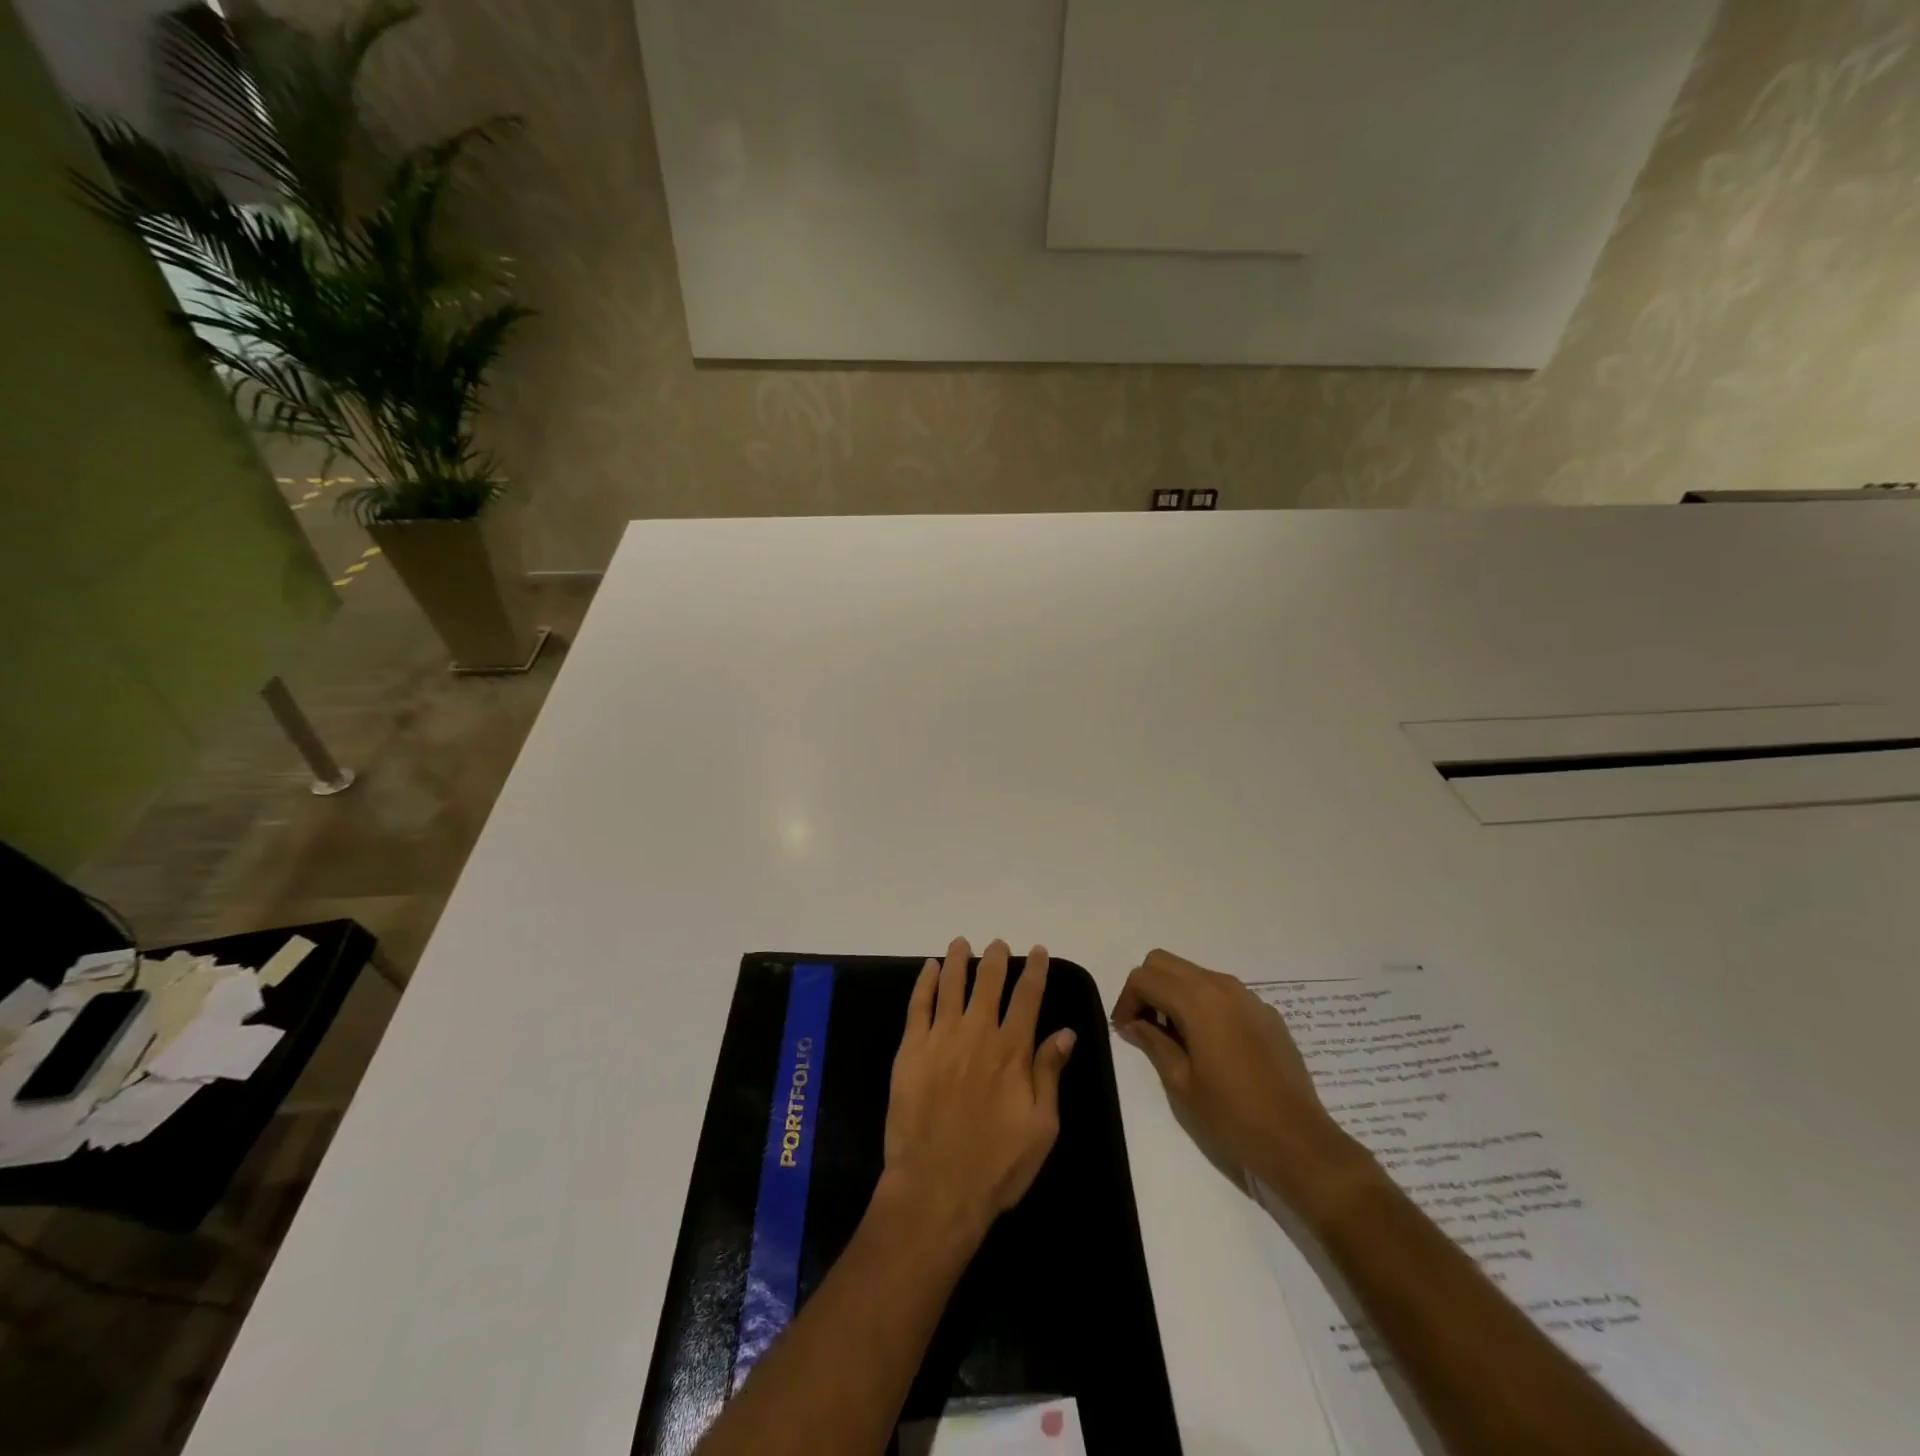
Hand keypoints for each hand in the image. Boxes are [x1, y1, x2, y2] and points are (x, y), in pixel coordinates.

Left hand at [881, 938, 1076, 1240]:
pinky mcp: (910, 1050)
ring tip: (962, 943)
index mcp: (1012, 1051)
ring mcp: (940, 1039)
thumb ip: (1050, 1074)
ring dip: (959, 960)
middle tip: (998, 945)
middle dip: (995, 960)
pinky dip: (925, 982)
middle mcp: (977, 1034)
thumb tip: (1066, 1033)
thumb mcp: (1041, 1127)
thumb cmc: (996, 1165)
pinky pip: (918, 1005)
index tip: (1037, 951)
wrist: (935, 1189)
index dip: (1034, 971)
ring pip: (952, 986)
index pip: (1028, 998)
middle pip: (988, 983)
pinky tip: (930, 968)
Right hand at [1112, 949, 1350, 1198]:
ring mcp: (1248, 997)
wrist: (1299, 1141)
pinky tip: (1210, 1045)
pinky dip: (1203, 1004)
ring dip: (1175, 993)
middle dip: (1147, 988)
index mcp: (1197, 1000)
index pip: (1144, 977)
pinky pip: (1222, 992)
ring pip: (1194, 974)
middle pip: (1165, 963)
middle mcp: (1222, 985)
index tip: (1125, 1030)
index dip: (1126, 1000)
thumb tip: (1133, 1024)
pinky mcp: (1266, 1012)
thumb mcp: (1181, 1082)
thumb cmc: (1232, 1115)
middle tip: (1145, 1027)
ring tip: (1175, 1037)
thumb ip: (1153, 1042)